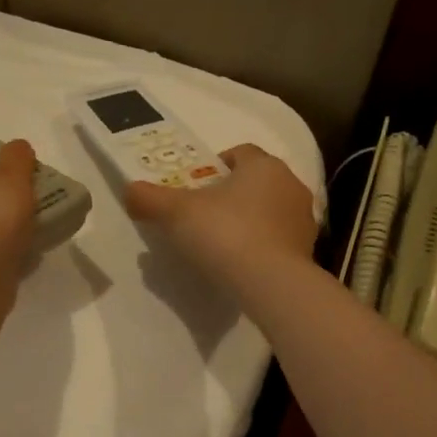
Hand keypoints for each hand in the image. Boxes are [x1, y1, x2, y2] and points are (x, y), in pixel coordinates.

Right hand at [125, 144, 317, 287]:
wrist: (271, 283)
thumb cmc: (225, 234)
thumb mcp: (176, 213)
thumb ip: (150, 199)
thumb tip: (129, 190)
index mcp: (264, 165)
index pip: (240, 153)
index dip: (215, 166)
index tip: (195, 186)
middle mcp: (290, 184)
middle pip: (256, 181)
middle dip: (232, 193)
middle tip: (203, 214)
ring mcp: (304, 218)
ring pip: (270, 210)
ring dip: (250, 219)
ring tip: (222, 243)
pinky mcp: (307, 250)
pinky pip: (279, 239)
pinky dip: (262, 245)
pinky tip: (242, 263)